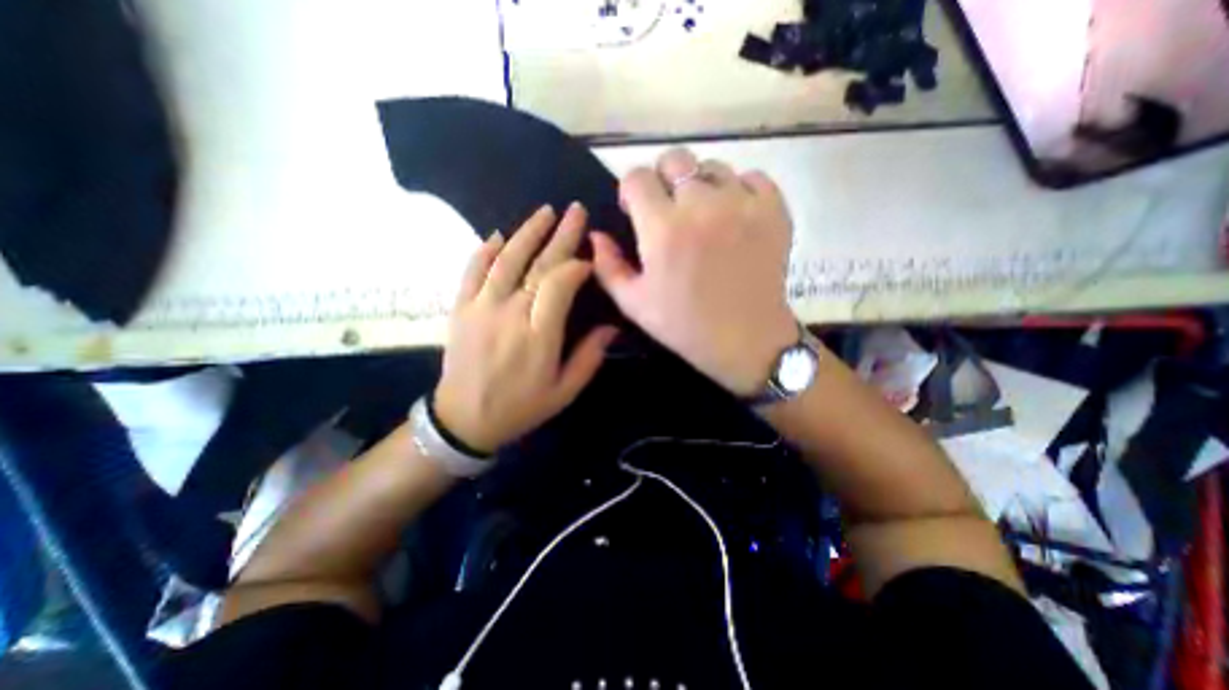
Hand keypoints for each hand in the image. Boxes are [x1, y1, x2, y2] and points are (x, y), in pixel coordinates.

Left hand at [435, 202, 620, 454]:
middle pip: (538, 265)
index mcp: (539, 335)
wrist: (464, 419)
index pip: (560, 284)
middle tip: (576, 211)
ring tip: (545, 212)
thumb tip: (611, 327)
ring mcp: (481, 307)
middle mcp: (510, 313)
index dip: (577, 266)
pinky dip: (484, 250)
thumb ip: (589, 357)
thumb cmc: (521, 408)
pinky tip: (498, 236)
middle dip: (561, 235)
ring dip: (527, 233)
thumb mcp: (564, 391)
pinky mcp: (460, 308)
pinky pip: (472, 271)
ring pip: (506, 259)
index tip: (590, 259)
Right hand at [592, 146, 796, 393]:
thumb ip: (608, 266)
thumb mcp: (634, 303)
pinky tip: (734, 215)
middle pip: (674, 159)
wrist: (746, 340)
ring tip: (703, 215)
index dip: (630, 191)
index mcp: (663, 228)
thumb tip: (596, 235)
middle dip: (662, 179)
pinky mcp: (773, 209)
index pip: (637, 177)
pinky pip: (752, 177)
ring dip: (700, 185)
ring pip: (712, 167)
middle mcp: (702, 205)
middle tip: (668, 209)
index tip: (634, 210)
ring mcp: (742, 203)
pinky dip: (739, 190)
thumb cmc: (684, 325)